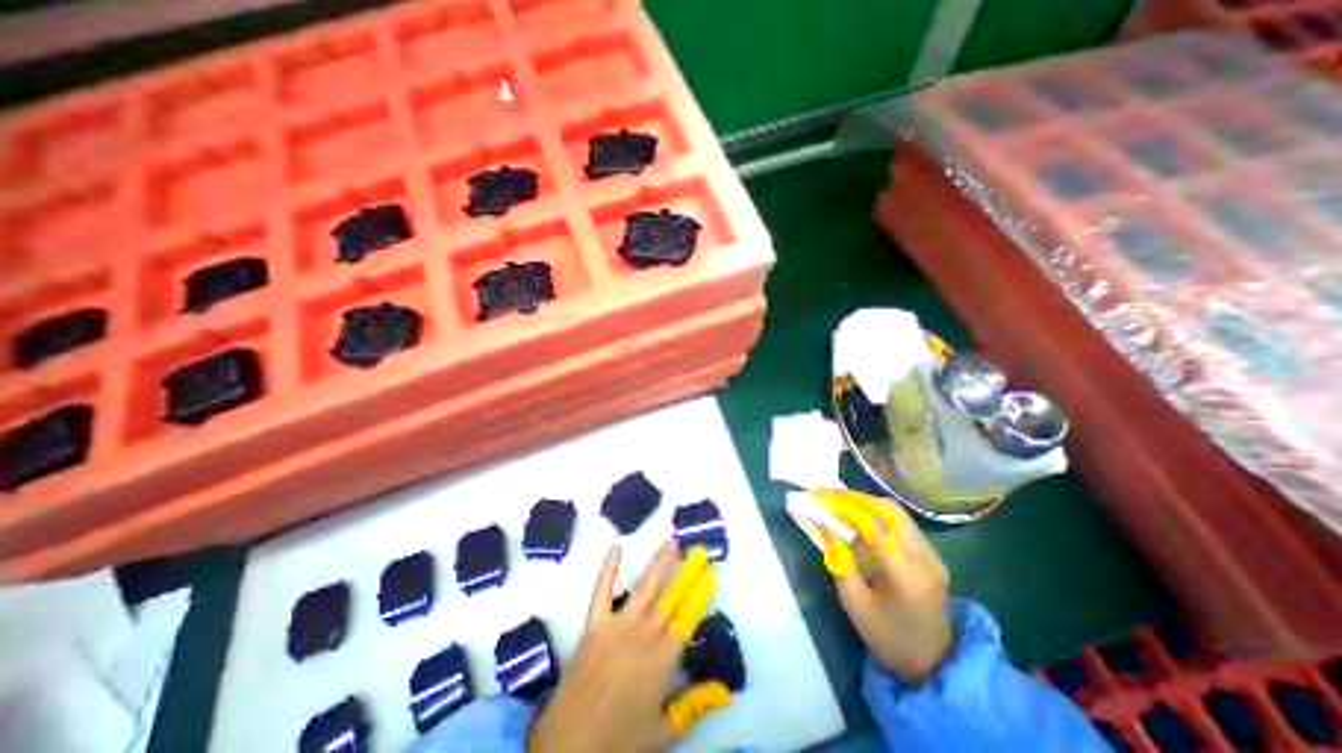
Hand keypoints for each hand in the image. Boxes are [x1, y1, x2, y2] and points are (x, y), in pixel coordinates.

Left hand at [525, 542, 732, 752]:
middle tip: (700, 549)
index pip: (689, 615)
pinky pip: (601, 591)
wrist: (568, 745)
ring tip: (673, 542)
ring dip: (659, 562)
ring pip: (643, 586)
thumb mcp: (663, 731)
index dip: (702, 591)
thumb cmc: (619, 740)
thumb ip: (694, 705)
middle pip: (671, 595)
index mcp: (662, 658)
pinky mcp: (593, 623)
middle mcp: (643, 633)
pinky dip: (607, 569)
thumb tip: (724, 689)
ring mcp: (616, 624)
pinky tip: (616, 548)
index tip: (712, 571)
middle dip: (688, 570)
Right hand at [806, 488, 953, 680]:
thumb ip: (839, 560)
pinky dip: (877, 511)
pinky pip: (902, 521)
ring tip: (837, 499)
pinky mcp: (932, 554)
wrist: (932, 664)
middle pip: (887, 511)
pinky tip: (858, 513)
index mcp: (906, 574)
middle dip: (853, 498)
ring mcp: (933, 554)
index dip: (843, 507)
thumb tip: (825, 524)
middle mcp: (925, 557)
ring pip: (896, 511)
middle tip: (825, 494)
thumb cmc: (887, 637)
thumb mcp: (854, 603)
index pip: (872, 526)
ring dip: (864, 501)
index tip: (818, 497)